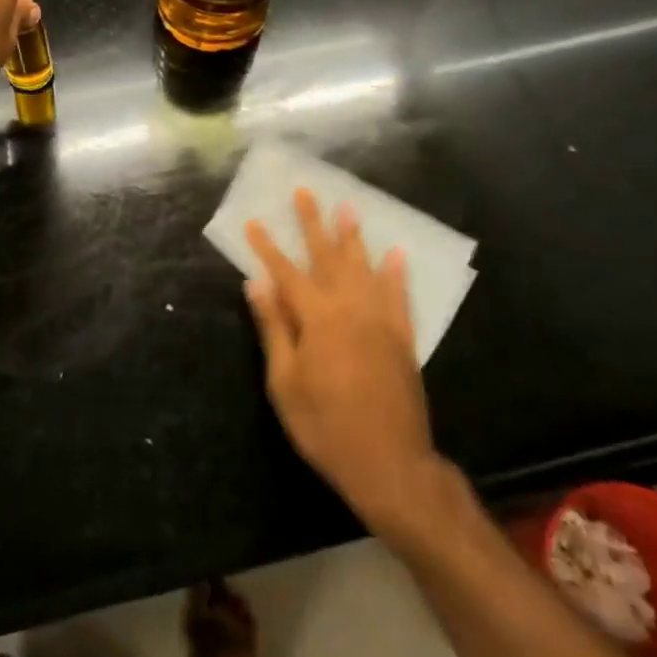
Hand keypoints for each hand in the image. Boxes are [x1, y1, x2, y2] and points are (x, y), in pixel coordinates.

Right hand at [245, 190, 442, 535]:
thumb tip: (256, 284)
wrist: (390, 464)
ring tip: (349, 208)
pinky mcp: (402, 338)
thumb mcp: (285, 383)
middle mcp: (351, 309)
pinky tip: (396, 254)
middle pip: (329, 257)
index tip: (254, 221)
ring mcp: (381, 321)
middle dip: (314, 223)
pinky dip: (397, 274)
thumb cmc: (325, 426)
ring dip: (354, 237)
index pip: (286, 273)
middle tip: (305, 192)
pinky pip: (400, 296)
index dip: (268, 247)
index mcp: (318, 319)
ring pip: (365, 268)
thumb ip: (274, 328)